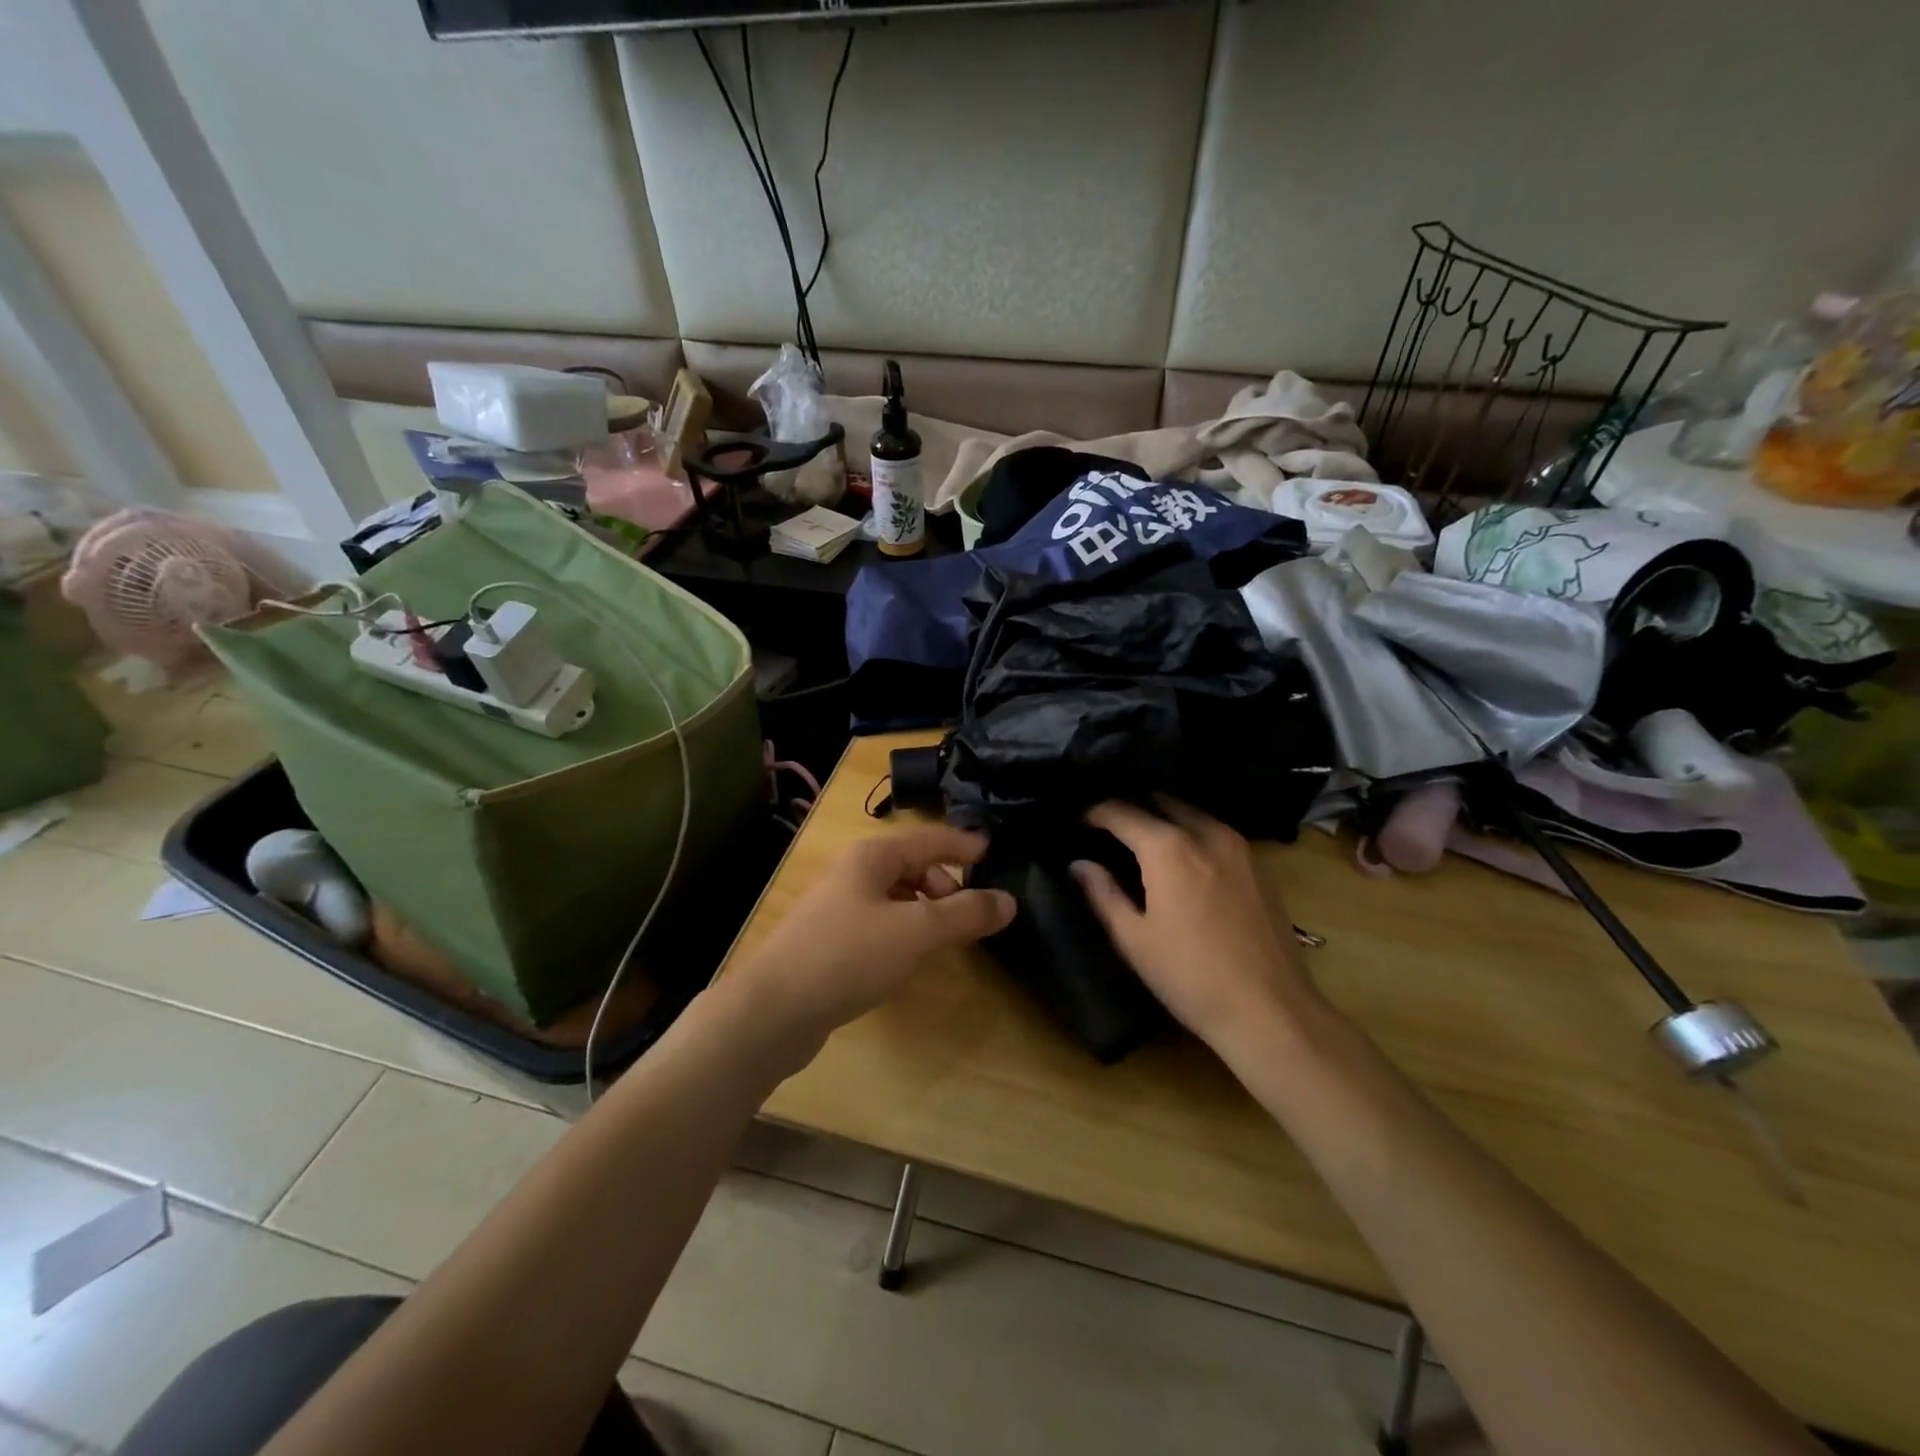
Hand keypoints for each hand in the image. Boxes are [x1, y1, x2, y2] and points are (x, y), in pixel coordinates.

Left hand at [732, 825, 1015, 1045]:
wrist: (772, 1011)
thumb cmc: (847, 956)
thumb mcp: (915, 931)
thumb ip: (964, 914)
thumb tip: (1008, 901)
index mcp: (872, 856)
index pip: (930, 839)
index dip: (963, 844)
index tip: (994, 851)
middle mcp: (853, 873)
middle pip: (912, 867)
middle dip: (946, 886)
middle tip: (969, 917)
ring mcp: (837, 908)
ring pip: (896, 898)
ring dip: (925, 912)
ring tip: (944, 941)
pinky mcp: (830, 942)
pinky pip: (879, 925)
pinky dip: (903, 933)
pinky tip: (907, 960)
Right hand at [1072, 799, 1315, 1048]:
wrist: (1271, 1010)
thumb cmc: (1190, 977)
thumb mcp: (1134, 940)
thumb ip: (1103, 894)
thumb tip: (1079, 864)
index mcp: (1168, 848)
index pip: (1122, 812)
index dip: (1096, 812)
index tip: (1079, 820)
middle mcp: (1205, 833)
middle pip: (1161, 802)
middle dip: (1133, 807)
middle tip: (1110, 826)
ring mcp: (1238, 847)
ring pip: (1193, 813)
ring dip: (1165, 816)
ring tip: (1142, 837)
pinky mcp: (1259, 865)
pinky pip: (1216, 832)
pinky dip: (1192, 831)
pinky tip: (1182, 856)